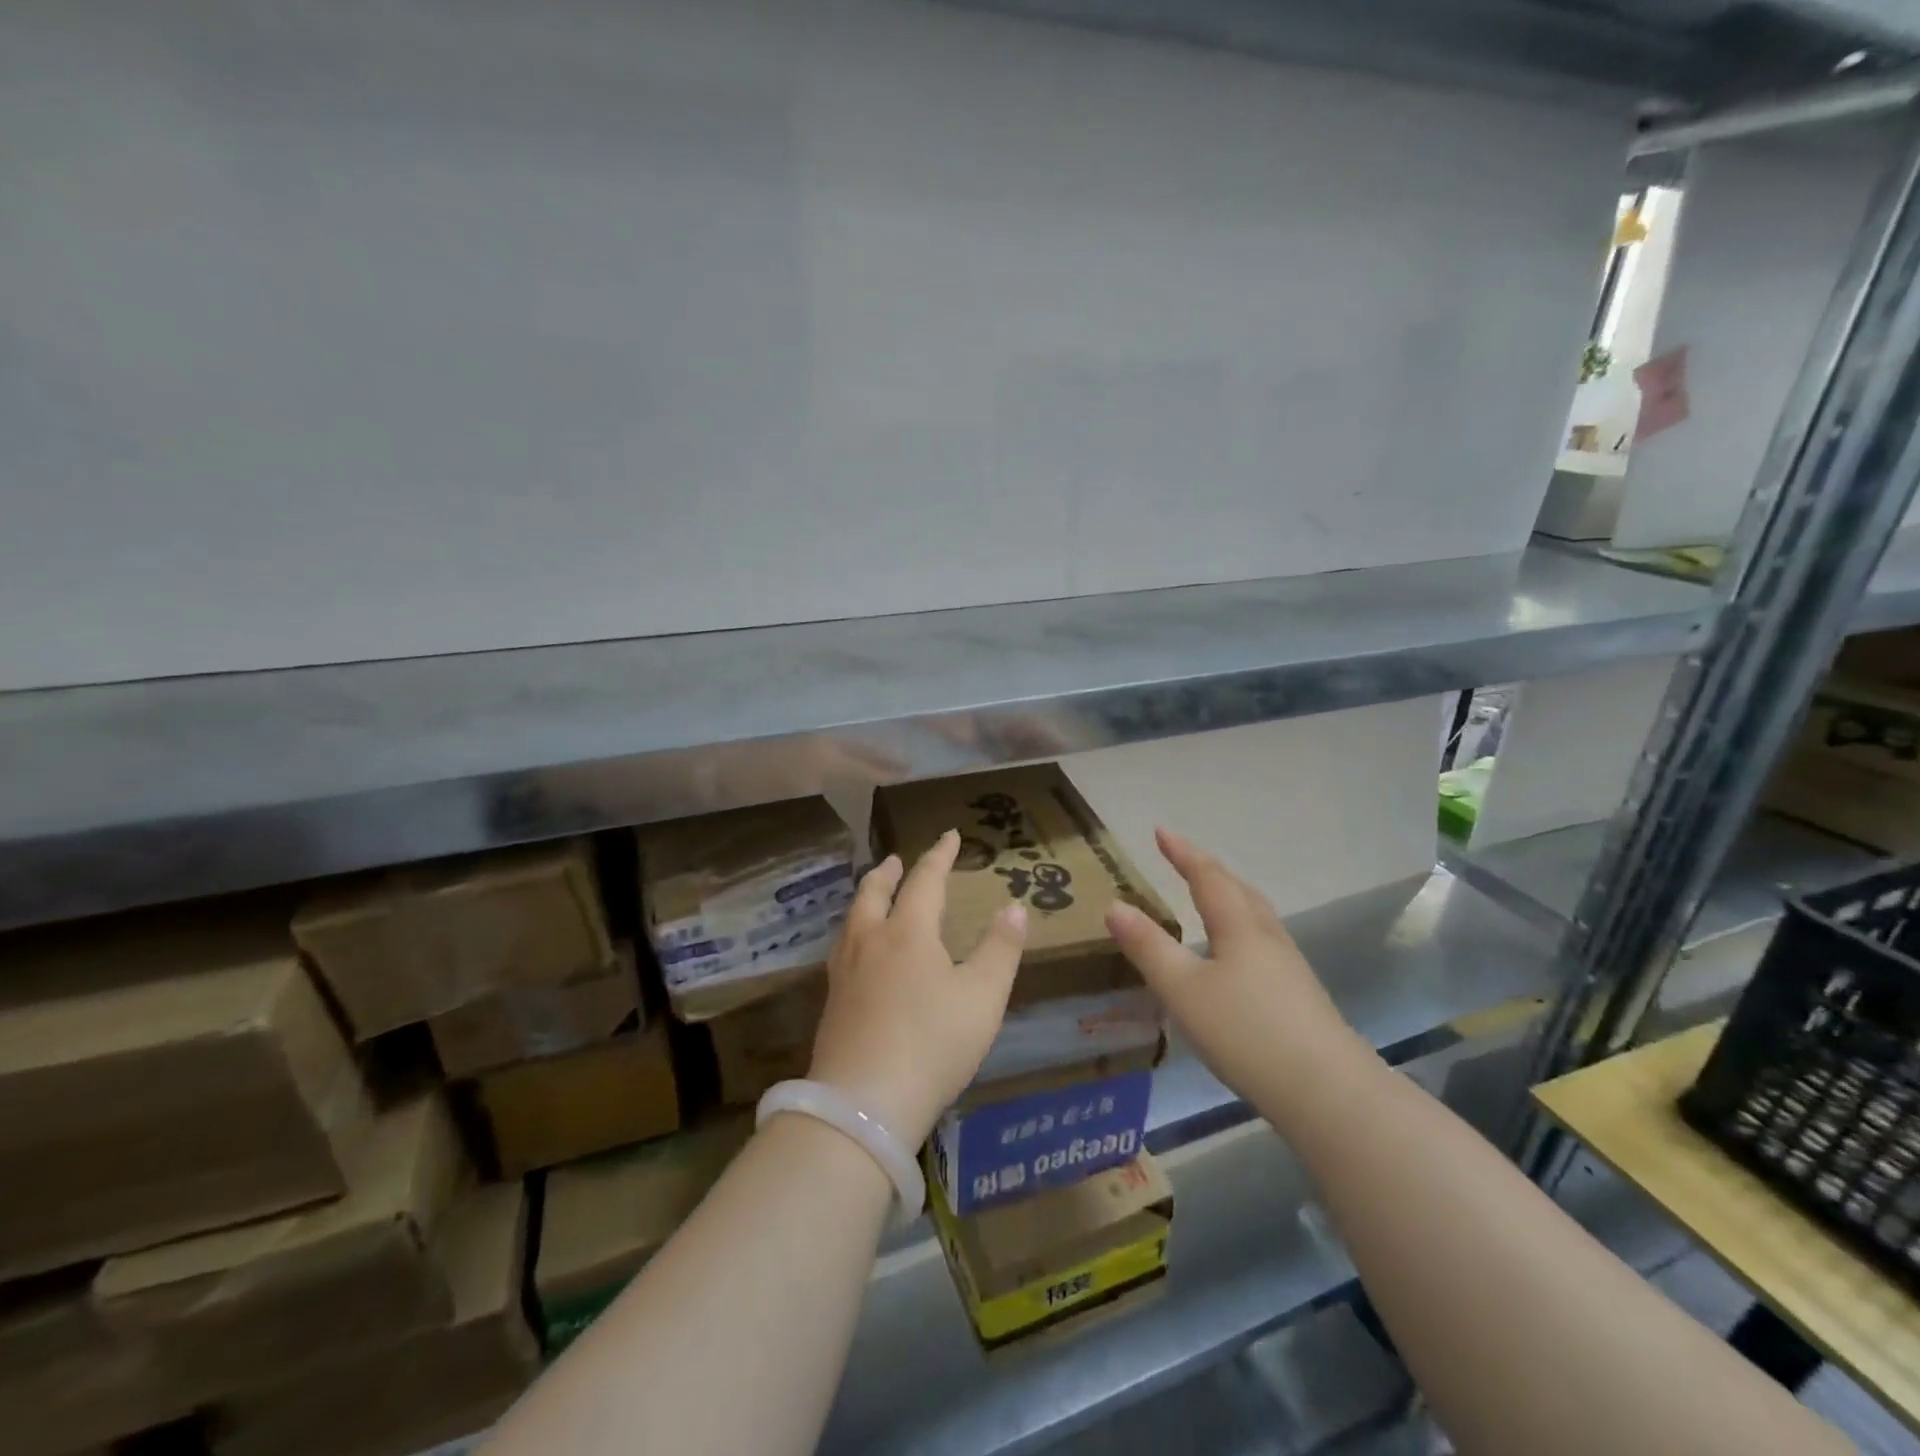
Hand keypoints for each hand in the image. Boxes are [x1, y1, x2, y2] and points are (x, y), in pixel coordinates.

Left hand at [808, 830, 1026, 1147]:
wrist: (863, 1105)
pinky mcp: (832, 1002)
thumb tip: (1014, 908)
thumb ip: (1000, 949)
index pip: (925, 879)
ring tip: (874, 896)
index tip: (950, 834)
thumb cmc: (932, 1043)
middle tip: (897, 860)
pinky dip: (854, 931)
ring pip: (852, 918)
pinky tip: (857, 952)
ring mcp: (844, 972)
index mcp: (908, 931)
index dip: (939, 855)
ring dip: (866, 897)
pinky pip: (843, 948)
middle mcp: (871, 941)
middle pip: (874, 892)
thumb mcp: (982, 998)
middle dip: (889, 872)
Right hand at [1105, 829, 1368, 1114]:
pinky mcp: (1299, 995)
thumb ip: (1148, 947)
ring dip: (1229, 896)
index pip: (1207, 877)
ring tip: (1209, 896)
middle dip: (1207, 870)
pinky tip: (1236, 955)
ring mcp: (1289, 966)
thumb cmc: (1246, 1032)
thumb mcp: (1183, 990)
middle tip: (1183, 858)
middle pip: (1237, 890)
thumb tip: (1114, 905)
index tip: (1161, 832)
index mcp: (1239, 926)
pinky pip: (1262, 941)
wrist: (1327, 1092)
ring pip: (1254, 915)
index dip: (1182, 853)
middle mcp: (1267, 936)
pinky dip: (1240, 928)